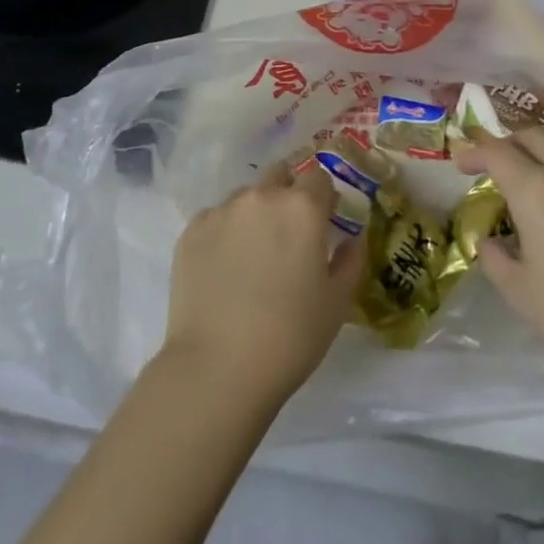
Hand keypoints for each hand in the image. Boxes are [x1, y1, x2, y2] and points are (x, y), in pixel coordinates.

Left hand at [160, 161, 363, 407]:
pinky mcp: (191, 230)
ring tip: (251, 257)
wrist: (217, 367)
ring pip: (245, 197)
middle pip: (279, 176)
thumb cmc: (290, 336)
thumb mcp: (337, 304)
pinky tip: (223, 269)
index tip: (323, 220)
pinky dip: (224, 233)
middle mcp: (261, 197)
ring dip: (255, 214)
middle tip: (288, 236)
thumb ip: (351, 261)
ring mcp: (222, 211)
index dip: (323, 196)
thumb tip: (352, 238)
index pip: (318, 176)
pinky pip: (215, 219)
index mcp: (302, 208)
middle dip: (287, 195)